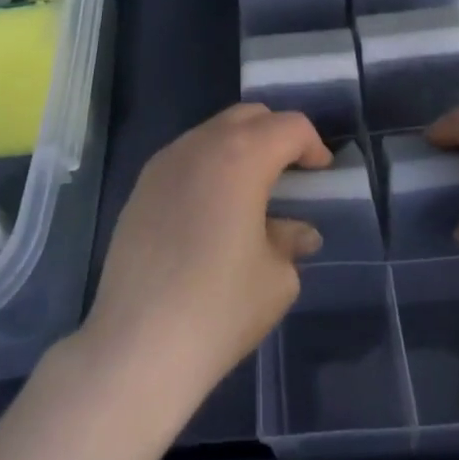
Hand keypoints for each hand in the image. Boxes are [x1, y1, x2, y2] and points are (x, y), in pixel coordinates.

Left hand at [82, 103, 329, 402]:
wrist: (138, 343)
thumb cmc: (219, 308)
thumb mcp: (276, 279)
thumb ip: (290, 241)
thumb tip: (298, 232)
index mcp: (242, 155)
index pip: (289, 126)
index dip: (312, 144)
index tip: (320, 173)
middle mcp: (202, 143)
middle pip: (249, 116)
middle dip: (276, 134)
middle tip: (290, 172)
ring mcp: (166, 160)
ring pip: (214, 131)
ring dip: (240, 147)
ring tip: (251, 191)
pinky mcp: (142, 184)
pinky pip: (186, 155)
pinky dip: (209, 165)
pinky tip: (212, 209)